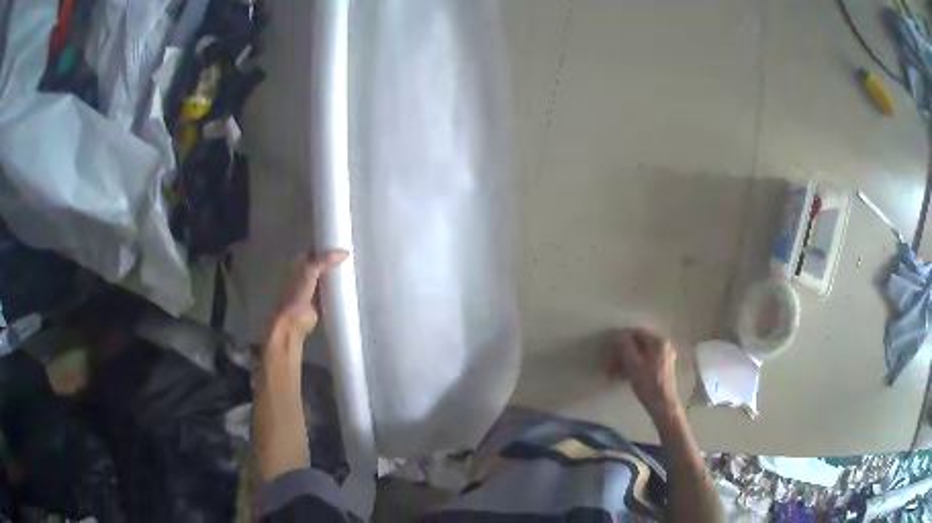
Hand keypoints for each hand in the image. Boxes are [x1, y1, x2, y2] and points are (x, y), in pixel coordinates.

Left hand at [271, 250, 348, 339]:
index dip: (327, 248)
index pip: (316, 251)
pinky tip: (350, 289)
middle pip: (323, 265)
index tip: (342, 247)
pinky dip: (338, 292)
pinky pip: (331, 294)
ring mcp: (312, 289)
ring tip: (353, 272)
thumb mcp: (310, 270)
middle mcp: (305, 274)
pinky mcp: (319, 301)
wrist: (293, 319)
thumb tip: (346, 253)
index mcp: (298, 263)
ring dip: (337, 278)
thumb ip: (326, 260)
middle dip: (334, 263)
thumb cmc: (296, 292)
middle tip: (351, 260)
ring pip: (328, 279)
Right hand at [607, 327, 681, 422]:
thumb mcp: (633, 365)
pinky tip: (626, 376)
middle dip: (622, 354)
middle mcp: (663, 345)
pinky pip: (645, 361)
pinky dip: (635, 366)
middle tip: (609, 367)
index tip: (609, 352)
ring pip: (640, 354)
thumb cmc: (648, 384)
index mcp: (658, 341)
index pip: (635, 333)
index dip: (620, 341)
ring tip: (614, 374)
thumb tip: (617, 334)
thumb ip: (625, 347)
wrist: (663, 404)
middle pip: (637, 344)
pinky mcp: (663, 367)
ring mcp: (664, 356)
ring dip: (626, 361)